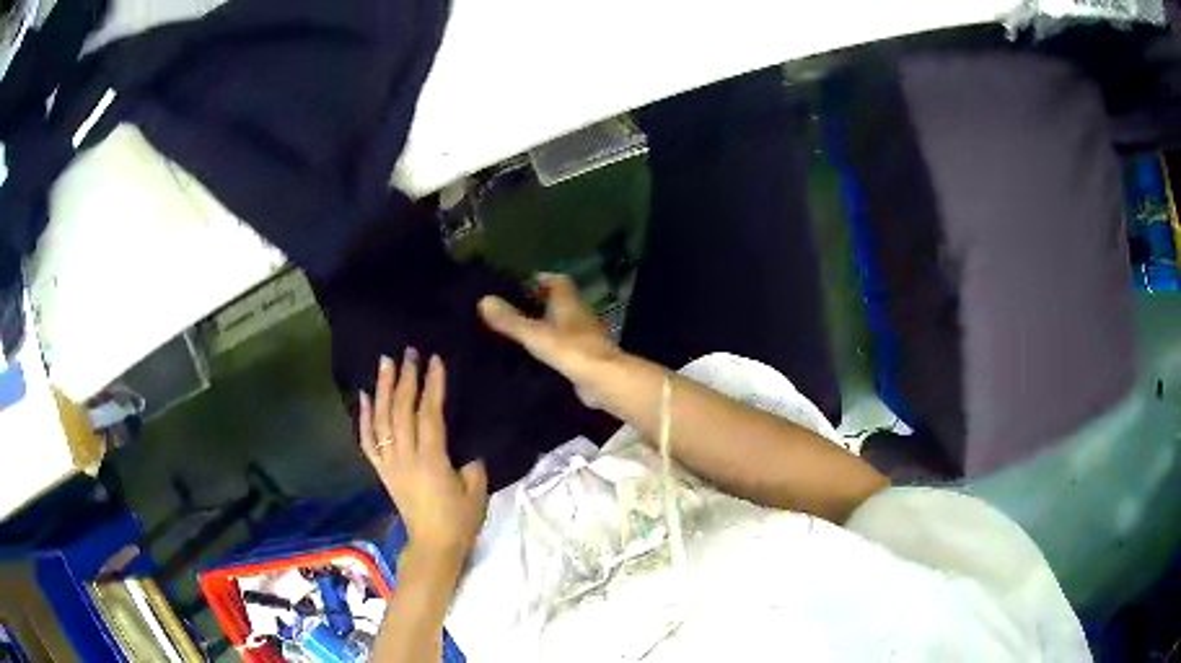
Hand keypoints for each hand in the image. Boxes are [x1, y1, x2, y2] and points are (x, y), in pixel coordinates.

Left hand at [358, 349, 487, 569]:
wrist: (433, 546)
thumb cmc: (459, 520)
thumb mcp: (477, 490)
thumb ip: (471, 463)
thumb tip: (464, 447)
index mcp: (431, 460)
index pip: (429, 414)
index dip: (432, 386)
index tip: (435, 361)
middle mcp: (405, 457)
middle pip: (401, 411)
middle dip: (406, 379)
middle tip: (409, 352)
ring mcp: (389, 463)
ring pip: (381, 420)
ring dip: (383, 389)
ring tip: (385, 363)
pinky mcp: (381, 471)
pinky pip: (367, 441)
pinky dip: (364, 417)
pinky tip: (365, 396)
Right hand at [478, 274, 619, 407]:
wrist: (603, 380)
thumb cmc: (570, 350)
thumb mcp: (534, 334)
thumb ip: (510, 320)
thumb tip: (483, 300)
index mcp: (569, 302)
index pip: (557, 281)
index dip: (539, 280)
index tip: (518, 286)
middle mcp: (579, 314)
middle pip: (558, 303)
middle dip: (538, 304)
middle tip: (511, 310)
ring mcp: (584, 336)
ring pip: (562, 324)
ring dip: (545, 326)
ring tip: (517, 333)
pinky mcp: (585, 356)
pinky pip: (564, 346)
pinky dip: (551, 347)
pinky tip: (534, 357)